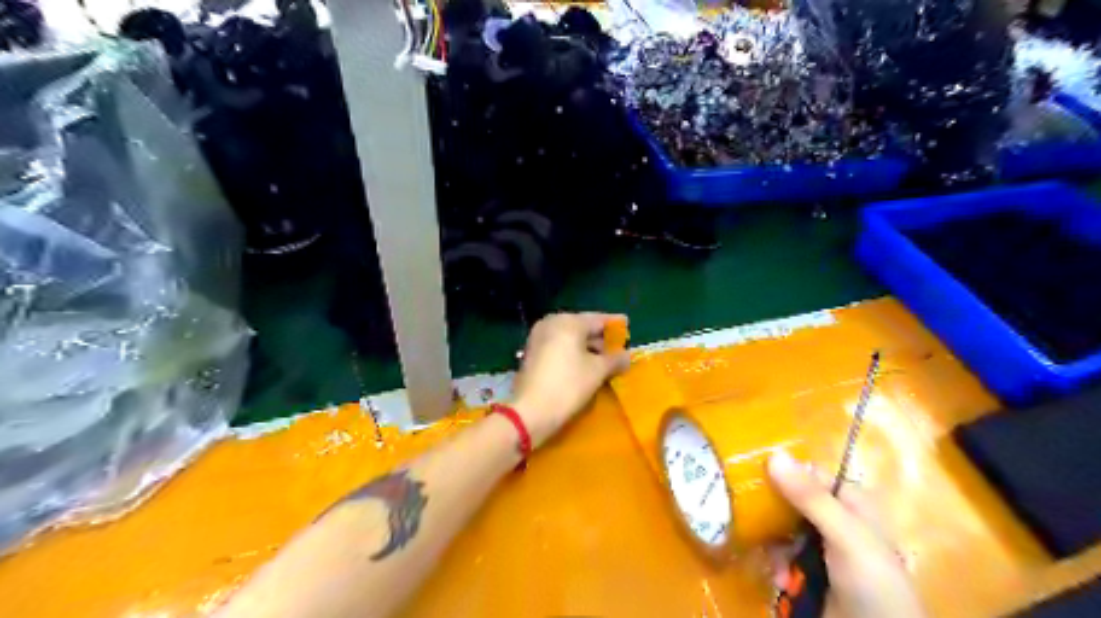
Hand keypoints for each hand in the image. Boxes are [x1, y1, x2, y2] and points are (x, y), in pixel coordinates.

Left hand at [514, 313, 627, 445]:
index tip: (627, 324)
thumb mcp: (597, 371)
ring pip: (570, 338)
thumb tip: (627, 355)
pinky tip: (585, 365)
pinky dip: (573, 353)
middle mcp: (551, 323)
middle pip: (582, 326)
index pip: (598, 319)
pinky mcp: (532, 354)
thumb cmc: (568, 385)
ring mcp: (538, 338)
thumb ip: (615, 359)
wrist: (530, 412)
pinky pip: (559, 347)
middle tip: (618, 346)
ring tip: (604, 358)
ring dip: (587, 347)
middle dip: (600, 337)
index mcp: (568, 322)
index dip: (615, 323)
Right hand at [768, 452, 925, 617]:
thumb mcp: (846, 536)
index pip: (809, 474)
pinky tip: (779, 578)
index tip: (752, 472)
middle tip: (748, 515)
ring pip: (780, 528)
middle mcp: (832, 520)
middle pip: (789, 500)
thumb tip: (773, 454)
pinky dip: (775, 564)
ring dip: (772, 544)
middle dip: (770, 512)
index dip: (783, 471)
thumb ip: (811, 498)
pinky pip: (780, 555)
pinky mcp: (806, 571)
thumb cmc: (873, 584)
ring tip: (774, 562)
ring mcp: (819, 547)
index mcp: (850, 503)